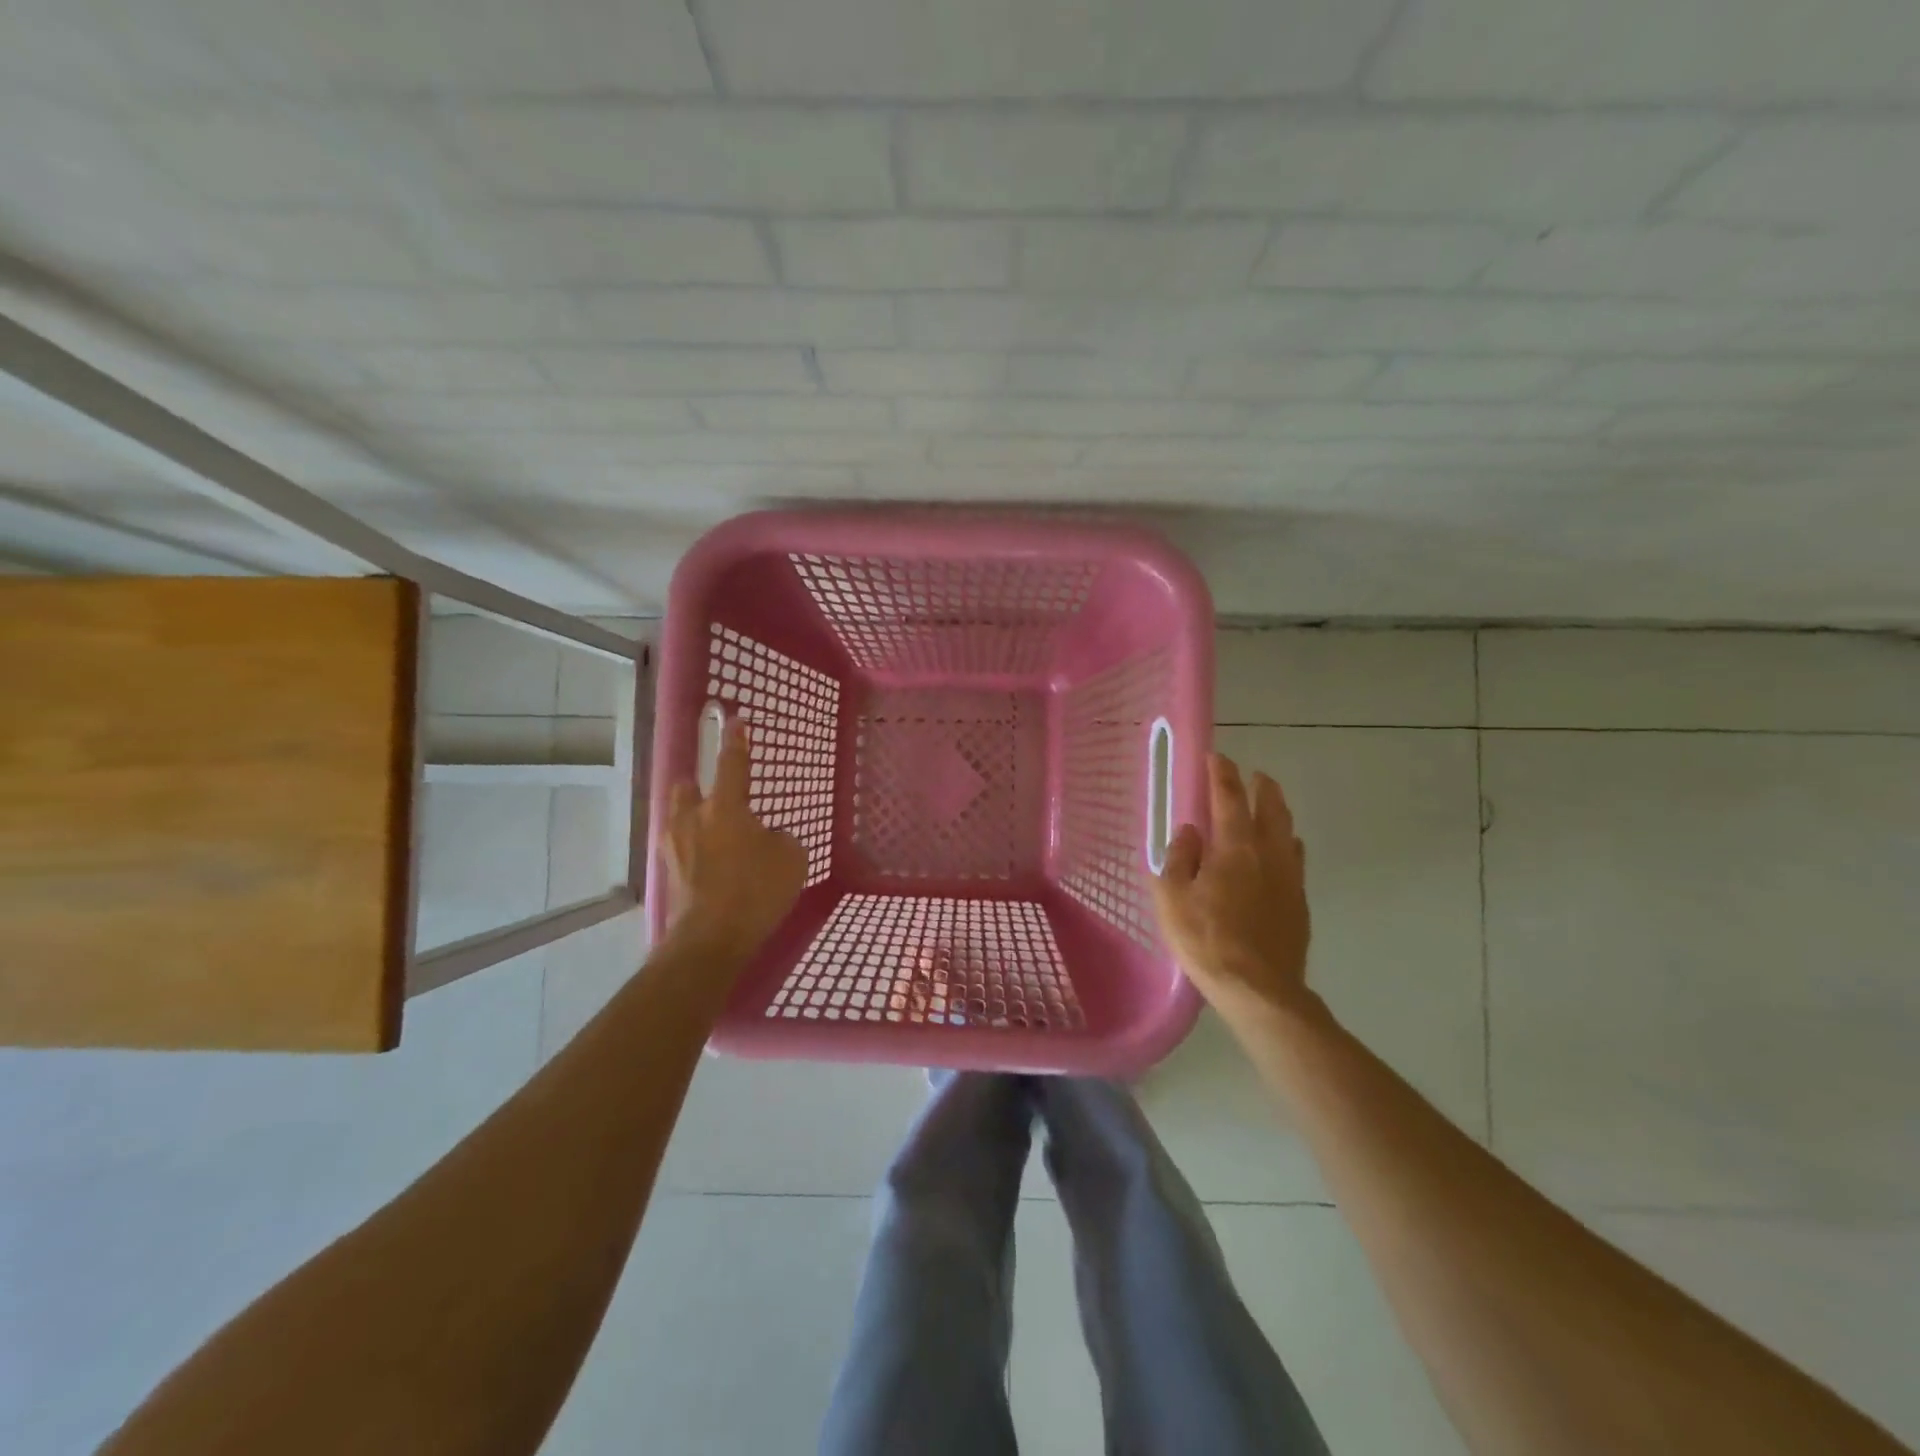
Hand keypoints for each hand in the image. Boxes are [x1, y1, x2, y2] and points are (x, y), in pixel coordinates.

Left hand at [665, 717, 806, 966]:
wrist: (711, 938)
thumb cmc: (756, 891)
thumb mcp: (790, 859)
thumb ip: (779, 839)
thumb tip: (765, 838)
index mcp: (725, 807)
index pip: (731, 763)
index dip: (736, 740)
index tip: (734, 718)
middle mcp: (693, 818)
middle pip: (687, 786)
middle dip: (699, 785)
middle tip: (719, 798)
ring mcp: (674, 846)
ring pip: (679, 817)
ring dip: (694, 818)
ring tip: (716, 837)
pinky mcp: (668, 872)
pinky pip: (681, 848)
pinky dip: (694, 850)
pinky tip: (712, 867)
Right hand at [1152, 753, 1312, 1024]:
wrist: (1259, 989)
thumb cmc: (1206, 939)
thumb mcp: (1172, 897)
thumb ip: (1179, 858)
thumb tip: (1190, 833)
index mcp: (1235, 848)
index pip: (1229, 798)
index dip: (1222, 774)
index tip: (1217, 757)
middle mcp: (1268, 855)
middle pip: (1271, 809)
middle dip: (1262, 787)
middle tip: (1254, 775)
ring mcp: (1289, 879)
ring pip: (1288, 833)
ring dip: (1279, 813)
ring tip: (1270, 808)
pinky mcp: (1299, 904)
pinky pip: (1295, 861)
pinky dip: (1287, 845)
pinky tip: (1281, 854)